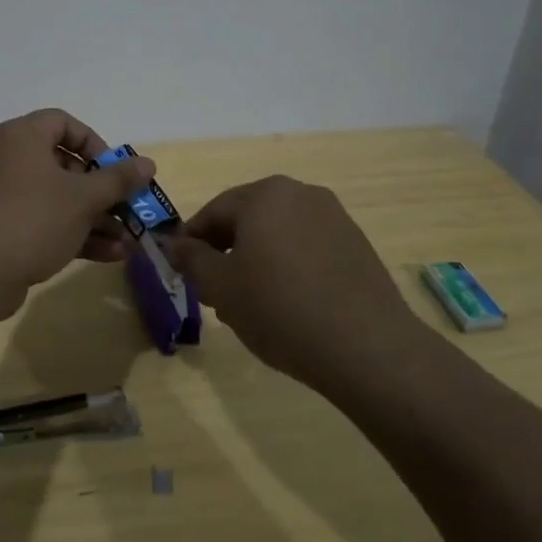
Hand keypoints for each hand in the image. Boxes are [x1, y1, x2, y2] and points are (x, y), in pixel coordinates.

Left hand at [0, 109, 156, 313]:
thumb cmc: (31, 219)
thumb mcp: (82, 198)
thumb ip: (118, 180)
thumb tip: (148, 163)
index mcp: (22, 137)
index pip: (63, 123)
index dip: (95, 143)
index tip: (115, 171)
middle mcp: (10, 159)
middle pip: (65, 165)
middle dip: (102, 192)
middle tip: (128, 210)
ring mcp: (4, 196)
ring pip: (58, 199)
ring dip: (95, 218)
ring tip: (128, 241)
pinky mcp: (3, 228)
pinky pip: (45, 222)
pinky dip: (74, 234)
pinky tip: (109, 256)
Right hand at [164, 176, 428, 392]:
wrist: (368, 348)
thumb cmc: (281, 309)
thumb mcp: (221, 288)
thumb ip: (191, 260)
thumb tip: (172, 244)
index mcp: (264, 195)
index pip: (213, 211)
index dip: (191, 241)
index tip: (180, 270)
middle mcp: (300, 193)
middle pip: (247, 218)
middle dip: (225, 251)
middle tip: (213, 290)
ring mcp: (333, 216)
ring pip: (278, 232)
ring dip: (257, 259)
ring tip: (250, 302)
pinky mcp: (356, 243)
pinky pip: (307, 246)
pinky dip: (289, 265)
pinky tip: (287, 303)